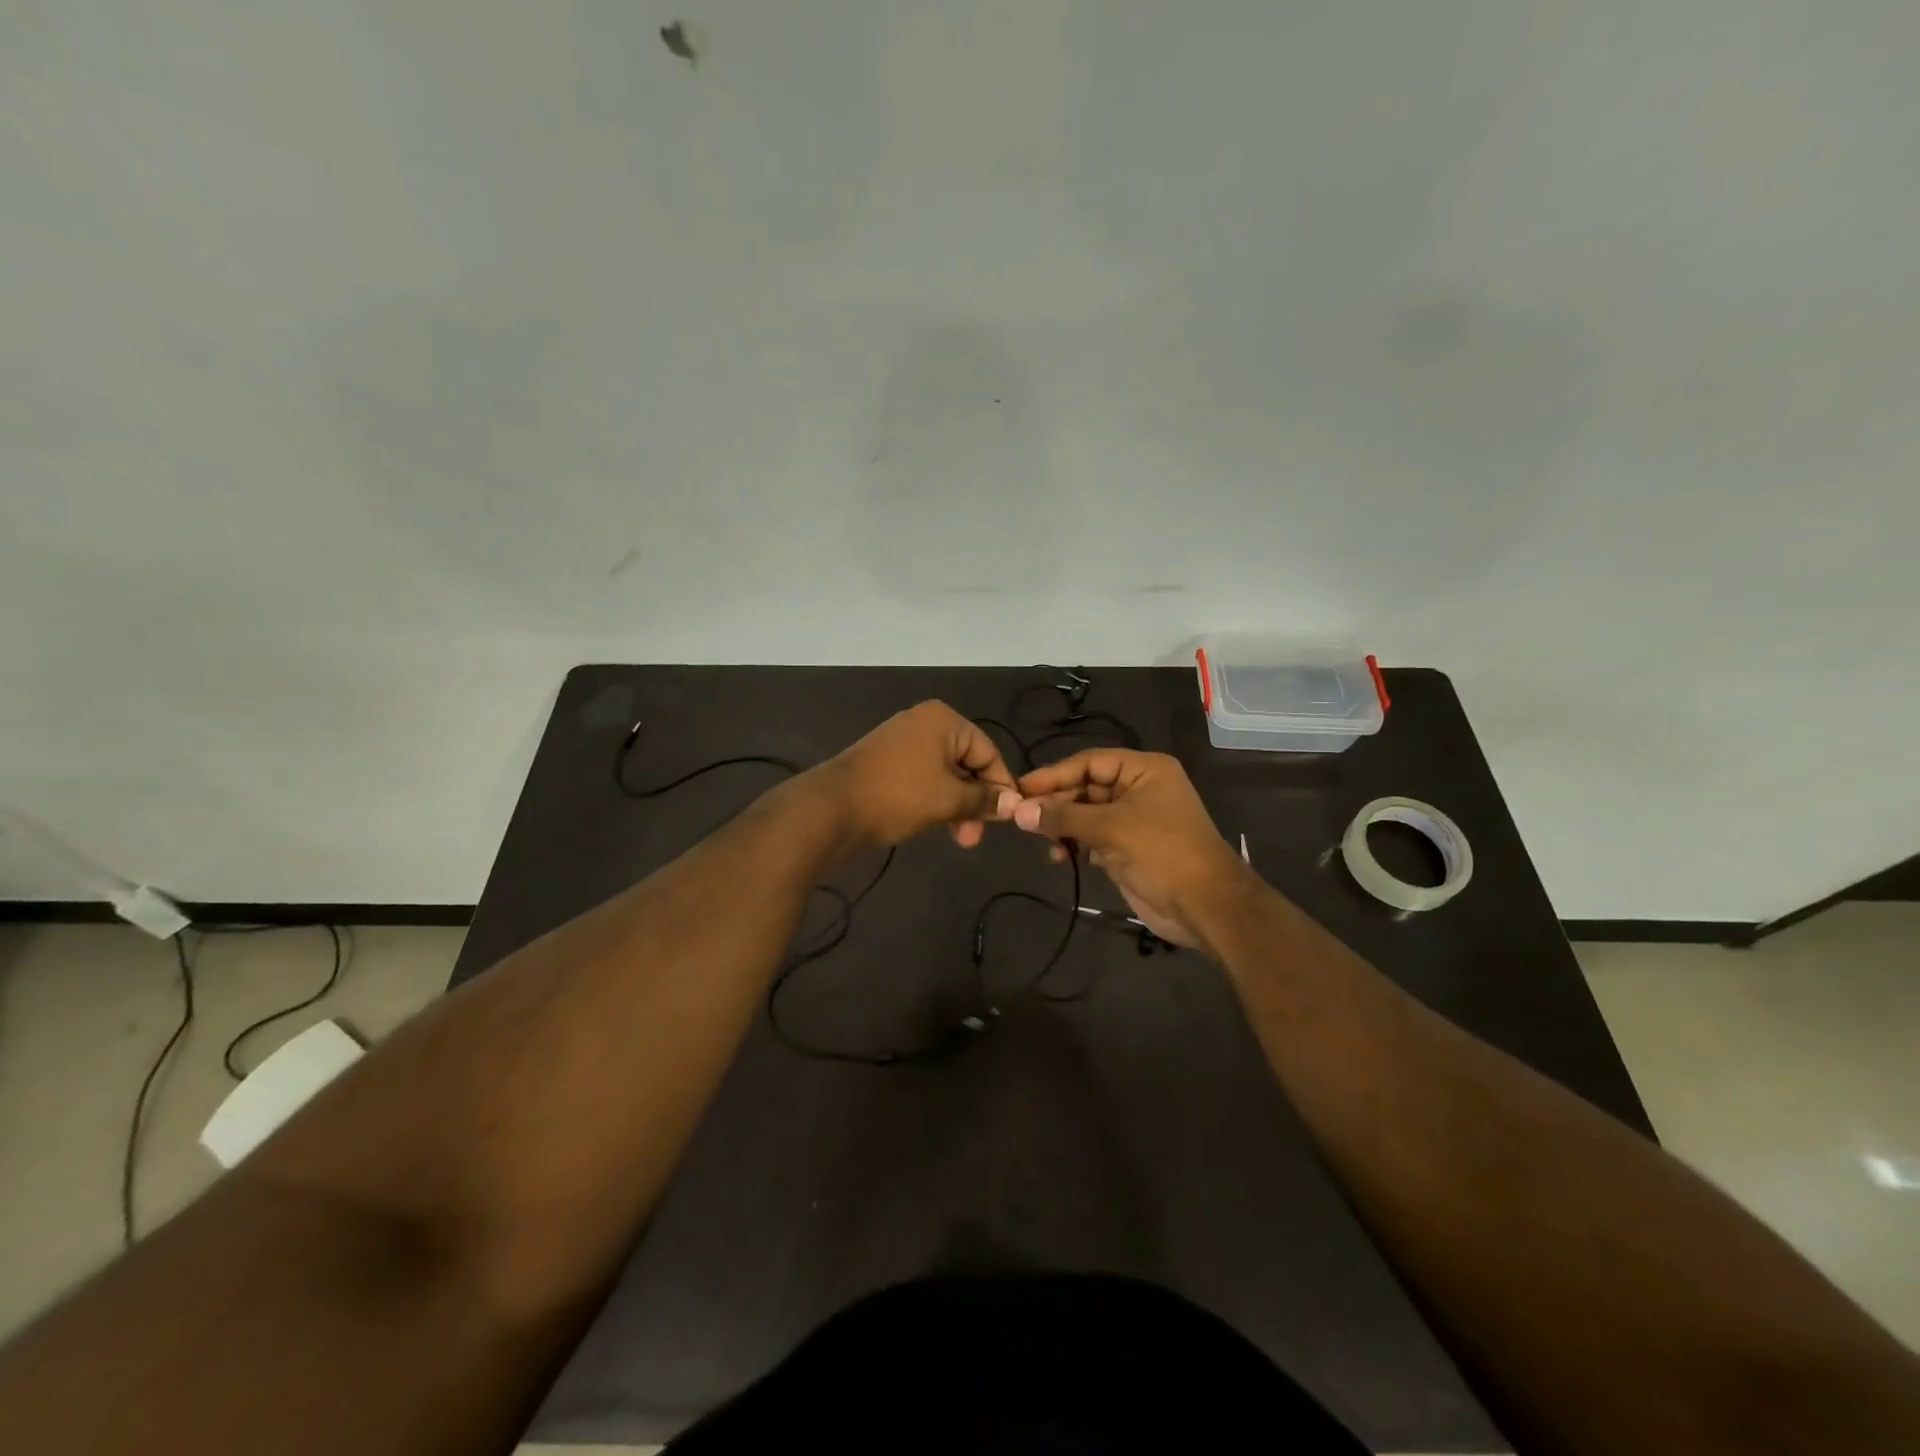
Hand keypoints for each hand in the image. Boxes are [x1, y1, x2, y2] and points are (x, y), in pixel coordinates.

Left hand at [821, 701, 1019, 849]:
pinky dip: (936, 800)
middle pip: (967, 762)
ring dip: (957, 805)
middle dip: (975, 800)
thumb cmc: (897, 796)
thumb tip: (1013, 803)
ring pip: (945, 774)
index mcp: (943, 720)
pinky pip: (924, 778)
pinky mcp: (887, 762)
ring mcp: (902, 742)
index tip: (1008, 819)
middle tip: (975, 837)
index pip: (988, 752)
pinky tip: (938, 825)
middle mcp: (924, 723)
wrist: (831, 809)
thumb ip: (983, 799)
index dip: (1001, 786)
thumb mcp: (948, 800)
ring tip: (960, 838)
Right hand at [1012, 749, 1251, 954]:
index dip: (1055, 774)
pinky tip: (1059, 856)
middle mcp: (1138, 789)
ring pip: (1086, 814)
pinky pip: (1092, 837)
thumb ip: (1063, 817)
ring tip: (1041, 840)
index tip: (1021, 788)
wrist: (1205, 906)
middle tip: (1022, 817)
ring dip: (1062, 826)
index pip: (1090, 762)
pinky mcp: (1127, 848)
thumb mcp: (1111, 828)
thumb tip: (1017, 811)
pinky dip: (1074, 844)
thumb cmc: (1163, 852)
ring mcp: (1133, 820)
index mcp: (1144, 770)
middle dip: (1056, 803)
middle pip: (1086, 787)